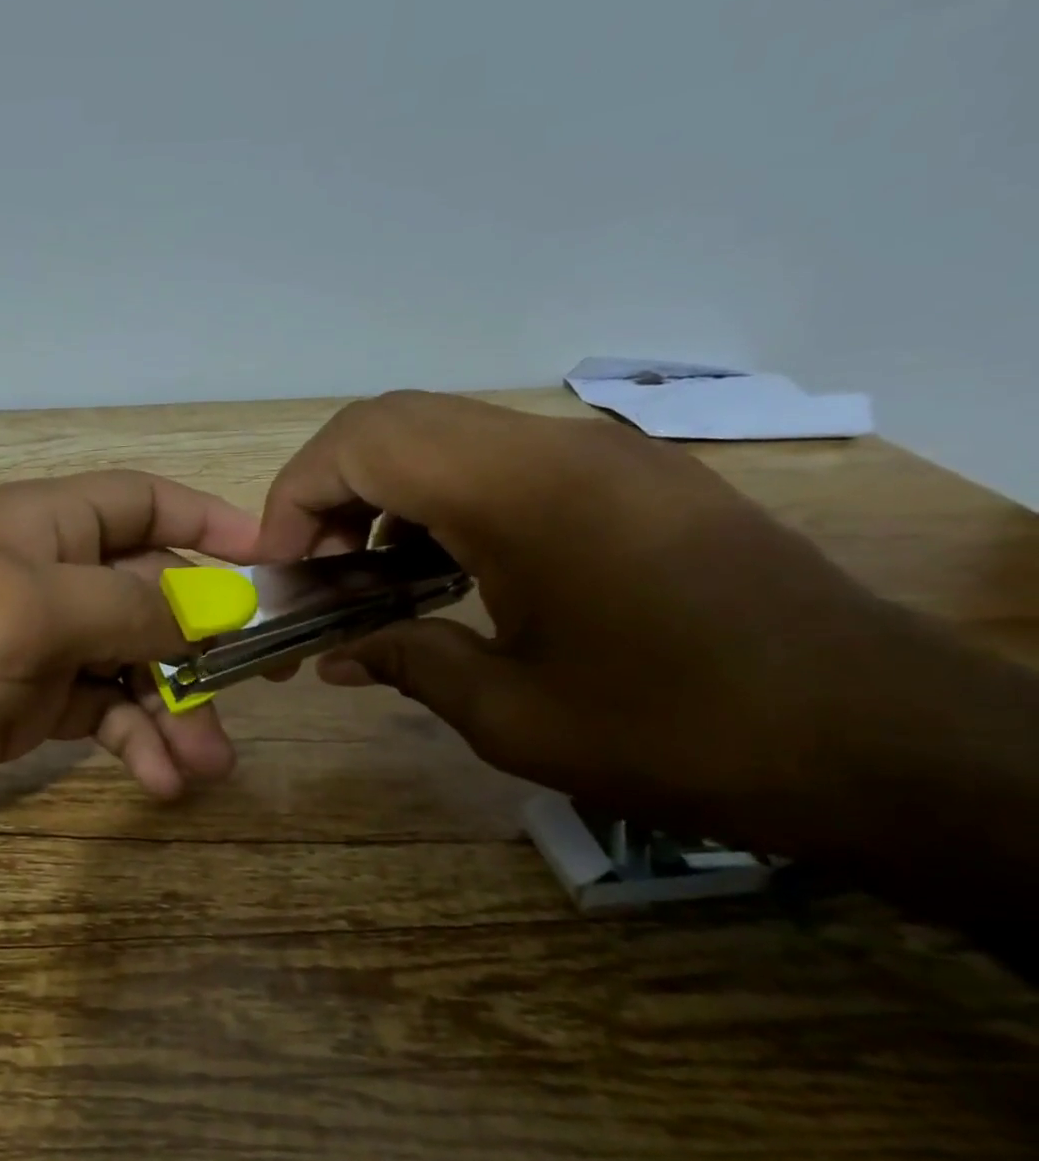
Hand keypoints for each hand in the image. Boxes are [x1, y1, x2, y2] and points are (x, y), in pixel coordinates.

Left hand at [0, 472, 259, 858]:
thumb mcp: (22, 613)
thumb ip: (123, 604)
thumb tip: (209, 611)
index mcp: (43, 527)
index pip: (143, 502)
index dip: (209, 523)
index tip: (273, 566)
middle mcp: (46, 578)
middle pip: (152, 593)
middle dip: (203, 644)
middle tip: (250, 699)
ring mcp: (36, 647)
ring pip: (134, 663)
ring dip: (176, 708)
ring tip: (205, 767)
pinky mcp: (25, 708)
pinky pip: (103, 713)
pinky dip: (135, 741)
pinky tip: (158, 780)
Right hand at [257, 392, 943, 852]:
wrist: (881, 738)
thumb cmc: (678, 730)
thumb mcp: (511, 713)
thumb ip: (402, 661)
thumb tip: (331, 655)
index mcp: (518, 493)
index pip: (361, 443)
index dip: (294, 498)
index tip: (279, 570)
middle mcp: (552, 447)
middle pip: (391, 422)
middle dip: (326, 493)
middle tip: (315, 573)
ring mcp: (594, 453)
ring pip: (440, 435)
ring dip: (381, 496)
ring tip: (368, 578)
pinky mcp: (622, 476)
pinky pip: (495, 459)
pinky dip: (437, 502)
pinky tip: (442, 572)